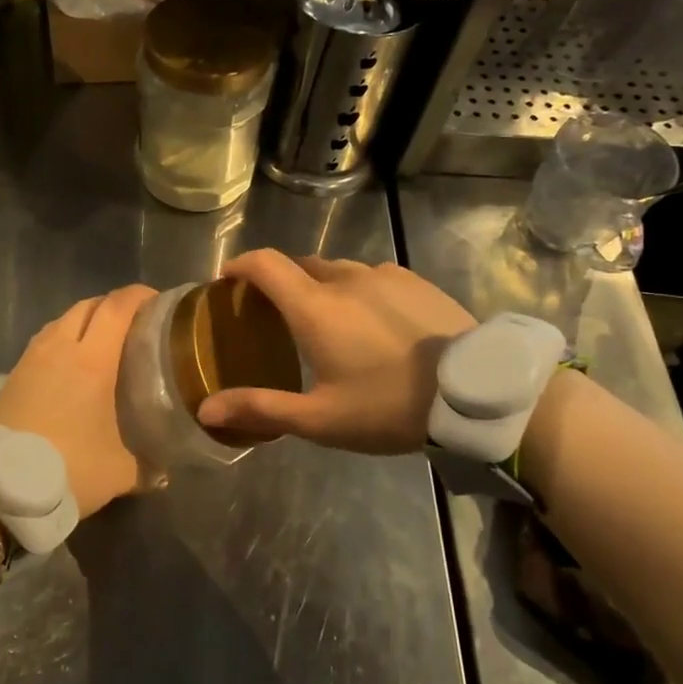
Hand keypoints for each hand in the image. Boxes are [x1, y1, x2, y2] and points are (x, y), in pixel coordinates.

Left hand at [0, 284, 156, 515]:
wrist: (1, 488)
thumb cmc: (68, 469)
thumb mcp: (119, 472)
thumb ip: (147, 466)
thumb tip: (164, 472)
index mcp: (92, 360)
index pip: (118, 307)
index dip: (139, 295)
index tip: (158, 302)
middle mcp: (61, 348)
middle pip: (89, 305)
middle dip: (114, 306)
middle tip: (135, 324)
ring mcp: (33, 358)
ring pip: (63, 320)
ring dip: (86, 321)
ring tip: (103, 342)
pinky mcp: (14, 373)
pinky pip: (45, 340)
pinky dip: (64, 339)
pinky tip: (71, 364)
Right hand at [196, 251, 476, 453]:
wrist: (477, 393)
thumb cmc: (389, 406)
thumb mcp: (320, 419)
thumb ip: (261, 408)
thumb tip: (205, 410)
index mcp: (315, 307)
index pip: (265, 264)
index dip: (239, 265)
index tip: (227, 282)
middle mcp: (345, 278)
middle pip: (299, 265)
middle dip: (279, 281)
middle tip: (274, 314)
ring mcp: (384, 275)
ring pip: (338, 270)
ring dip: (320, 285)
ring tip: (325, 319)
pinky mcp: (415, 281)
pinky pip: (372, 276)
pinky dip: (357, 289)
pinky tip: (370, 320)